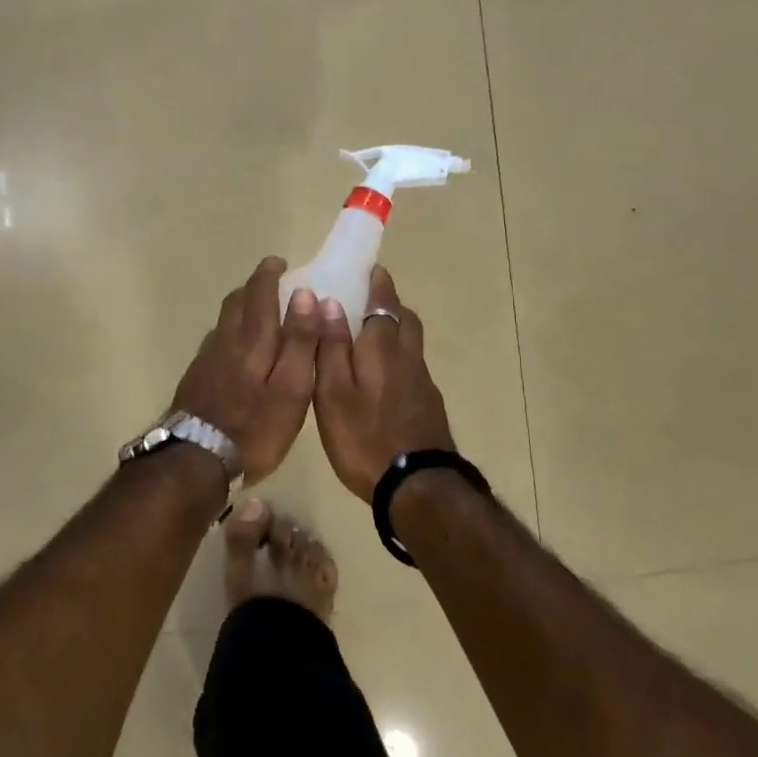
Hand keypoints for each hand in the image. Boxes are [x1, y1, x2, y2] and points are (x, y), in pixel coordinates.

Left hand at [168, 257, 319, 485]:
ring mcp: (207, 359)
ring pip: (224, 321)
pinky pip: (216, 342)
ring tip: (258, 314)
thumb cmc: (254, 427)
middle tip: (271, 284)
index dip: (269, 273)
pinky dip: (230, 333)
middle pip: (237, 301)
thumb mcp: (291, 388)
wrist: (195, 460)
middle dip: (254, 286)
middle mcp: (226, 340)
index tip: (280, 263)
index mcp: (253, 339)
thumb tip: (305, 295)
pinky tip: (236, 351)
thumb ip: (300, 341)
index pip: (260, 292)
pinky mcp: (196, 378)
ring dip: (241, 307)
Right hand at [312, 266, 455, 500]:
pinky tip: (385, 377)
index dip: (378, 284)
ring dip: (397, 328)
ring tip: (374, 335)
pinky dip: (400, 357)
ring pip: (412, 342)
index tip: (372, 269)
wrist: (418, 487)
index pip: (383, 302)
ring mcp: (422, 382)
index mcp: (382, 347)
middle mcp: (407, 357)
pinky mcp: (429, 405)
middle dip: (389, 303)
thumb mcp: (333, 392)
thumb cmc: (364, 437)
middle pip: (405, 318)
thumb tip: (328, 302)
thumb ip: (331, 346)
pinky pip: (413, 366)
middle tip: (368, 300)